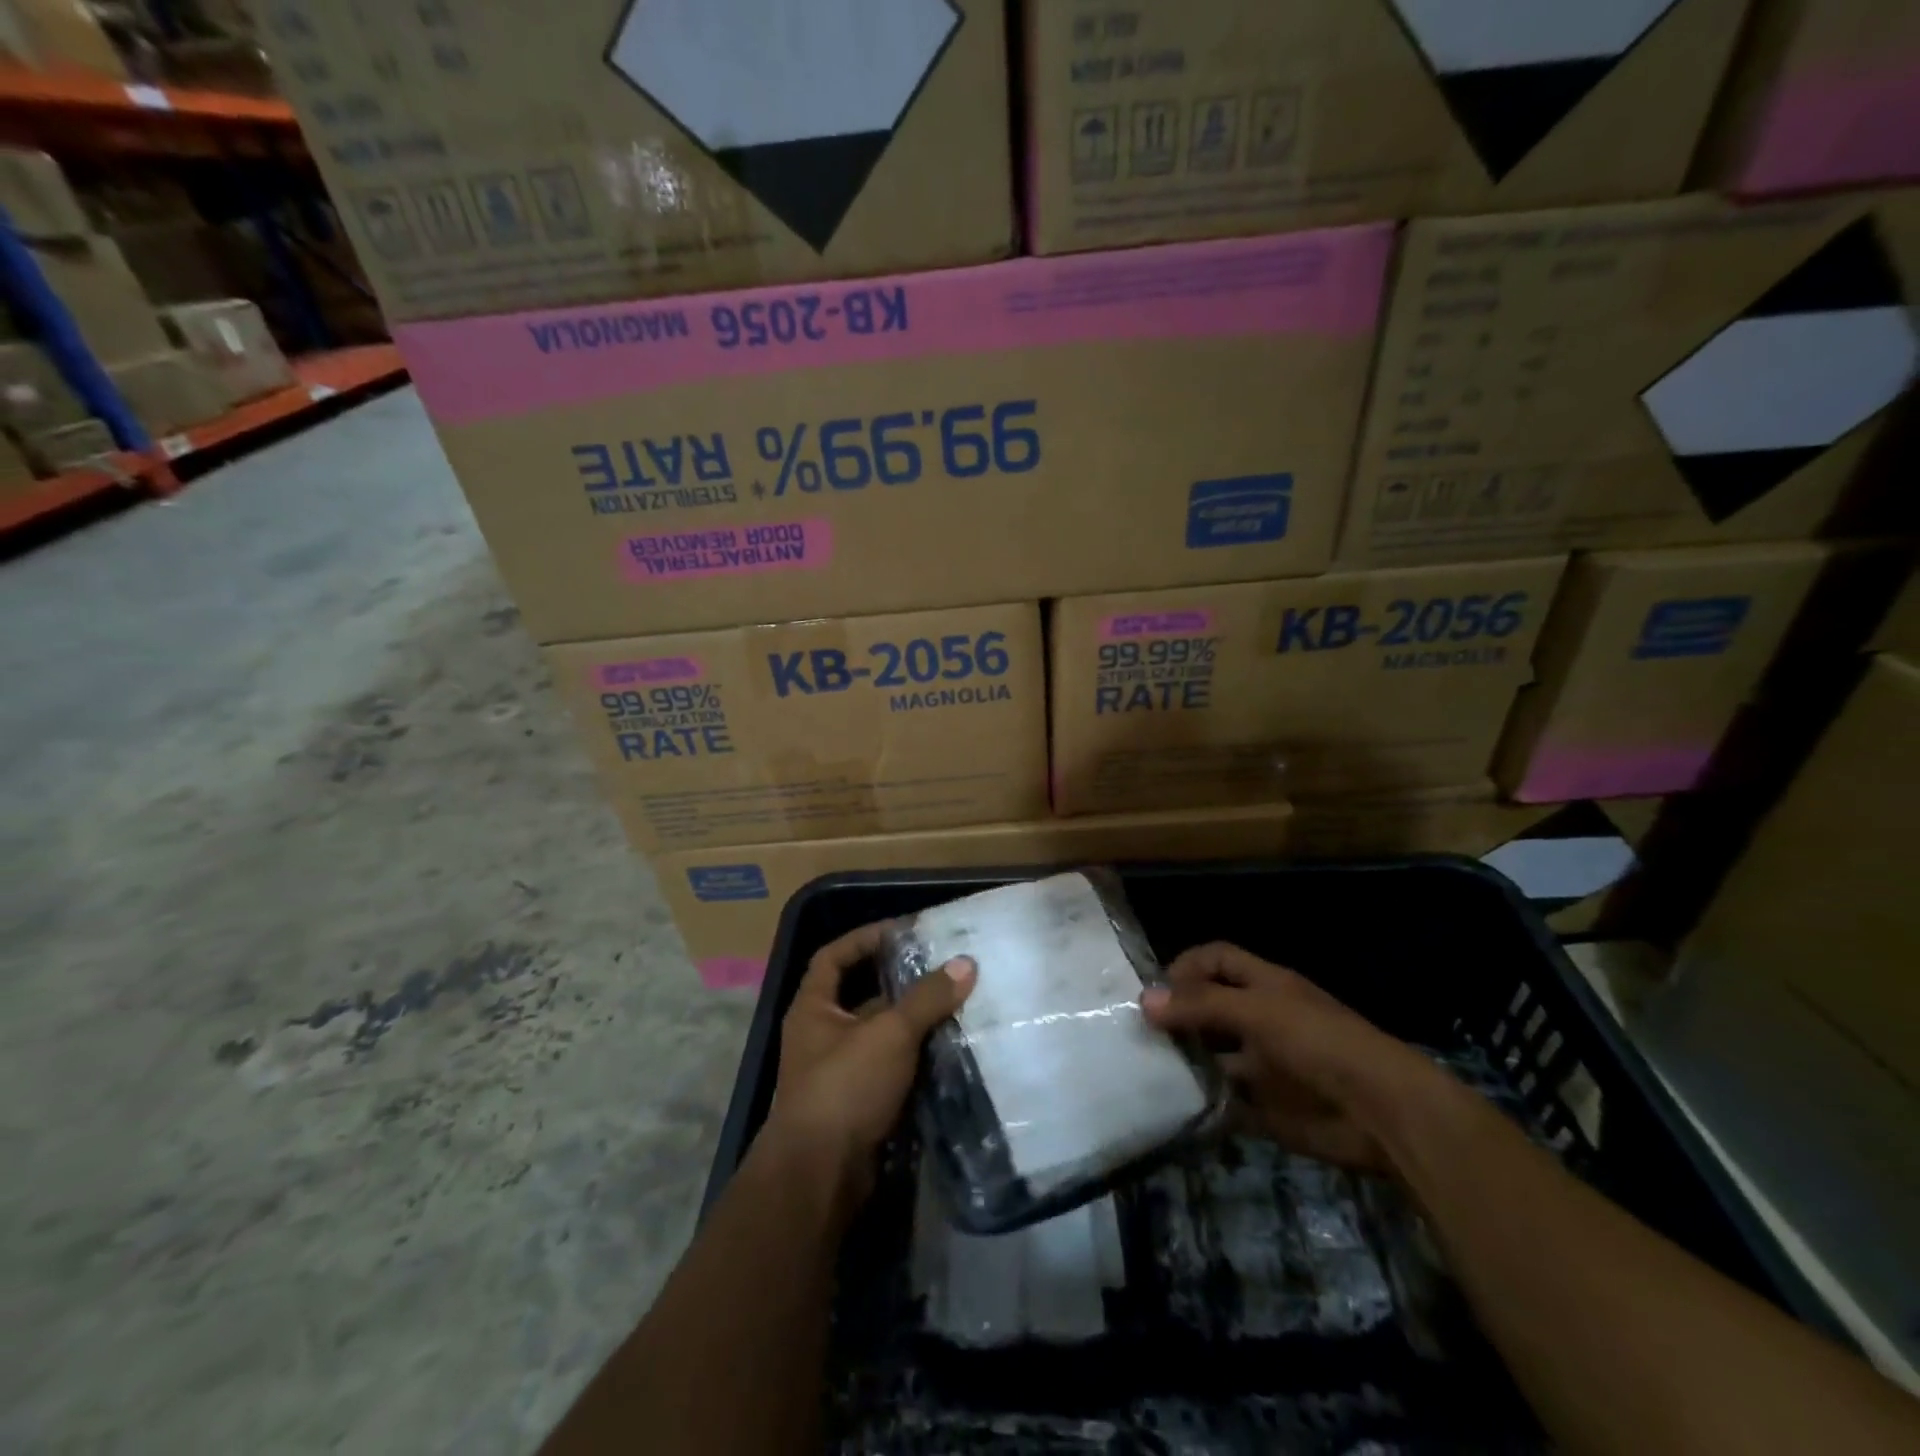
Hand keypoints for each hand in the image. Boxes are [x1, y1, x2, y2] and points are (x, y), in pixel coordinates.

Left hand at [766, 921, 975, 1202]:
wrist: (821, 1177)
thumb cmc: (845, 1087)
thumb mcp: (889, 1033)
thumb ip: (927, 998)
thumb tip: (966, 963)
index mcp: (814, 1009)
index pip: (833, 956)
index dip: (864, 938)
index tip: (902, 931)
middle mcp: (822, 1035)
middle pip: (862, 995)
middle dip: (900, 982)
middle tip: (942, 967)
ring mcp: (840, 1072)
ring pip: (881, 1034)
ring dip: (913, 1021)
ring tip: (956, 1002)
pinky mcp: (860, 1104)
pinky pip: (892, 1068)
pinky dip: (917, 1057)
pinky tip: (951, 1048)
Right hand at [1141, 942, 1441, 1175]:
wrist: (1382, 1114)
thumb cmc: (1320, 1043)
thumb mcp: (1258, 1011)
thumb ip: (1201, 1005)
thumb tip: (1144, 1000)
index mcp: (1265, 986)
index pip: (1216, 960)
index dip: (1185, 966)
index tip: (1153, 991)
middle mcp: (1261, 1020)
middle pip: (1209, 1008)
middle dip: (1176, 1016)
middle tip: (1135, 1032)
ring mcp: (1264, 1065)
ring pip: (1213, 1057)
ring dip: (1185, 1062)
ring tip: (1144, 1069)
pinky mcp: (1268, 1108)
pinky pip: (1226, 1103)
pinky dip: (1204, 1105)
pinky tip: (1174, 1108)